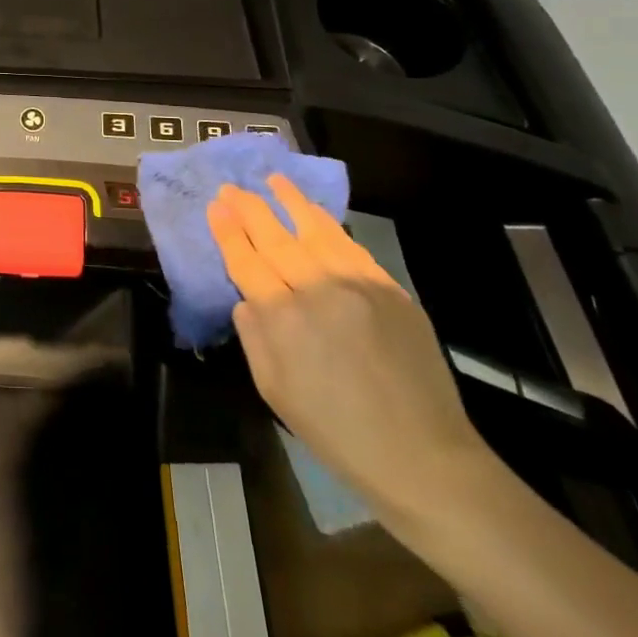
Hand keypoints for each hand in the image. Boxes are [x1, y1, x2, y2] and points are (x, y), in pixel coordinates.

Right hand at [208, 176, 492, 517]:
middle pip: (276, 238)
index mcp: (284, 319)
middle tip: (231, 187)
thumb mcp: (274, 391)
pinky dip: (329, 226)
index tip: (215, 206)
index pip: (247, 261)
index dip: (228, 232)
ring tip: (273, 180)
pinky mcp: (391, 289)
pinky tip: (316, 214)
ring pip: (316, 231)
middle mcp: (318, 290)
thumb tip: (247, 298)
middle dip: (249, 209)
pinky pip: (352, 247)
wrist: (422, 456)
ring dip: (291, 202)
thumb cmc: (336, 432)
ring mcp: (359, 285)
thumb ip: (254, 336)